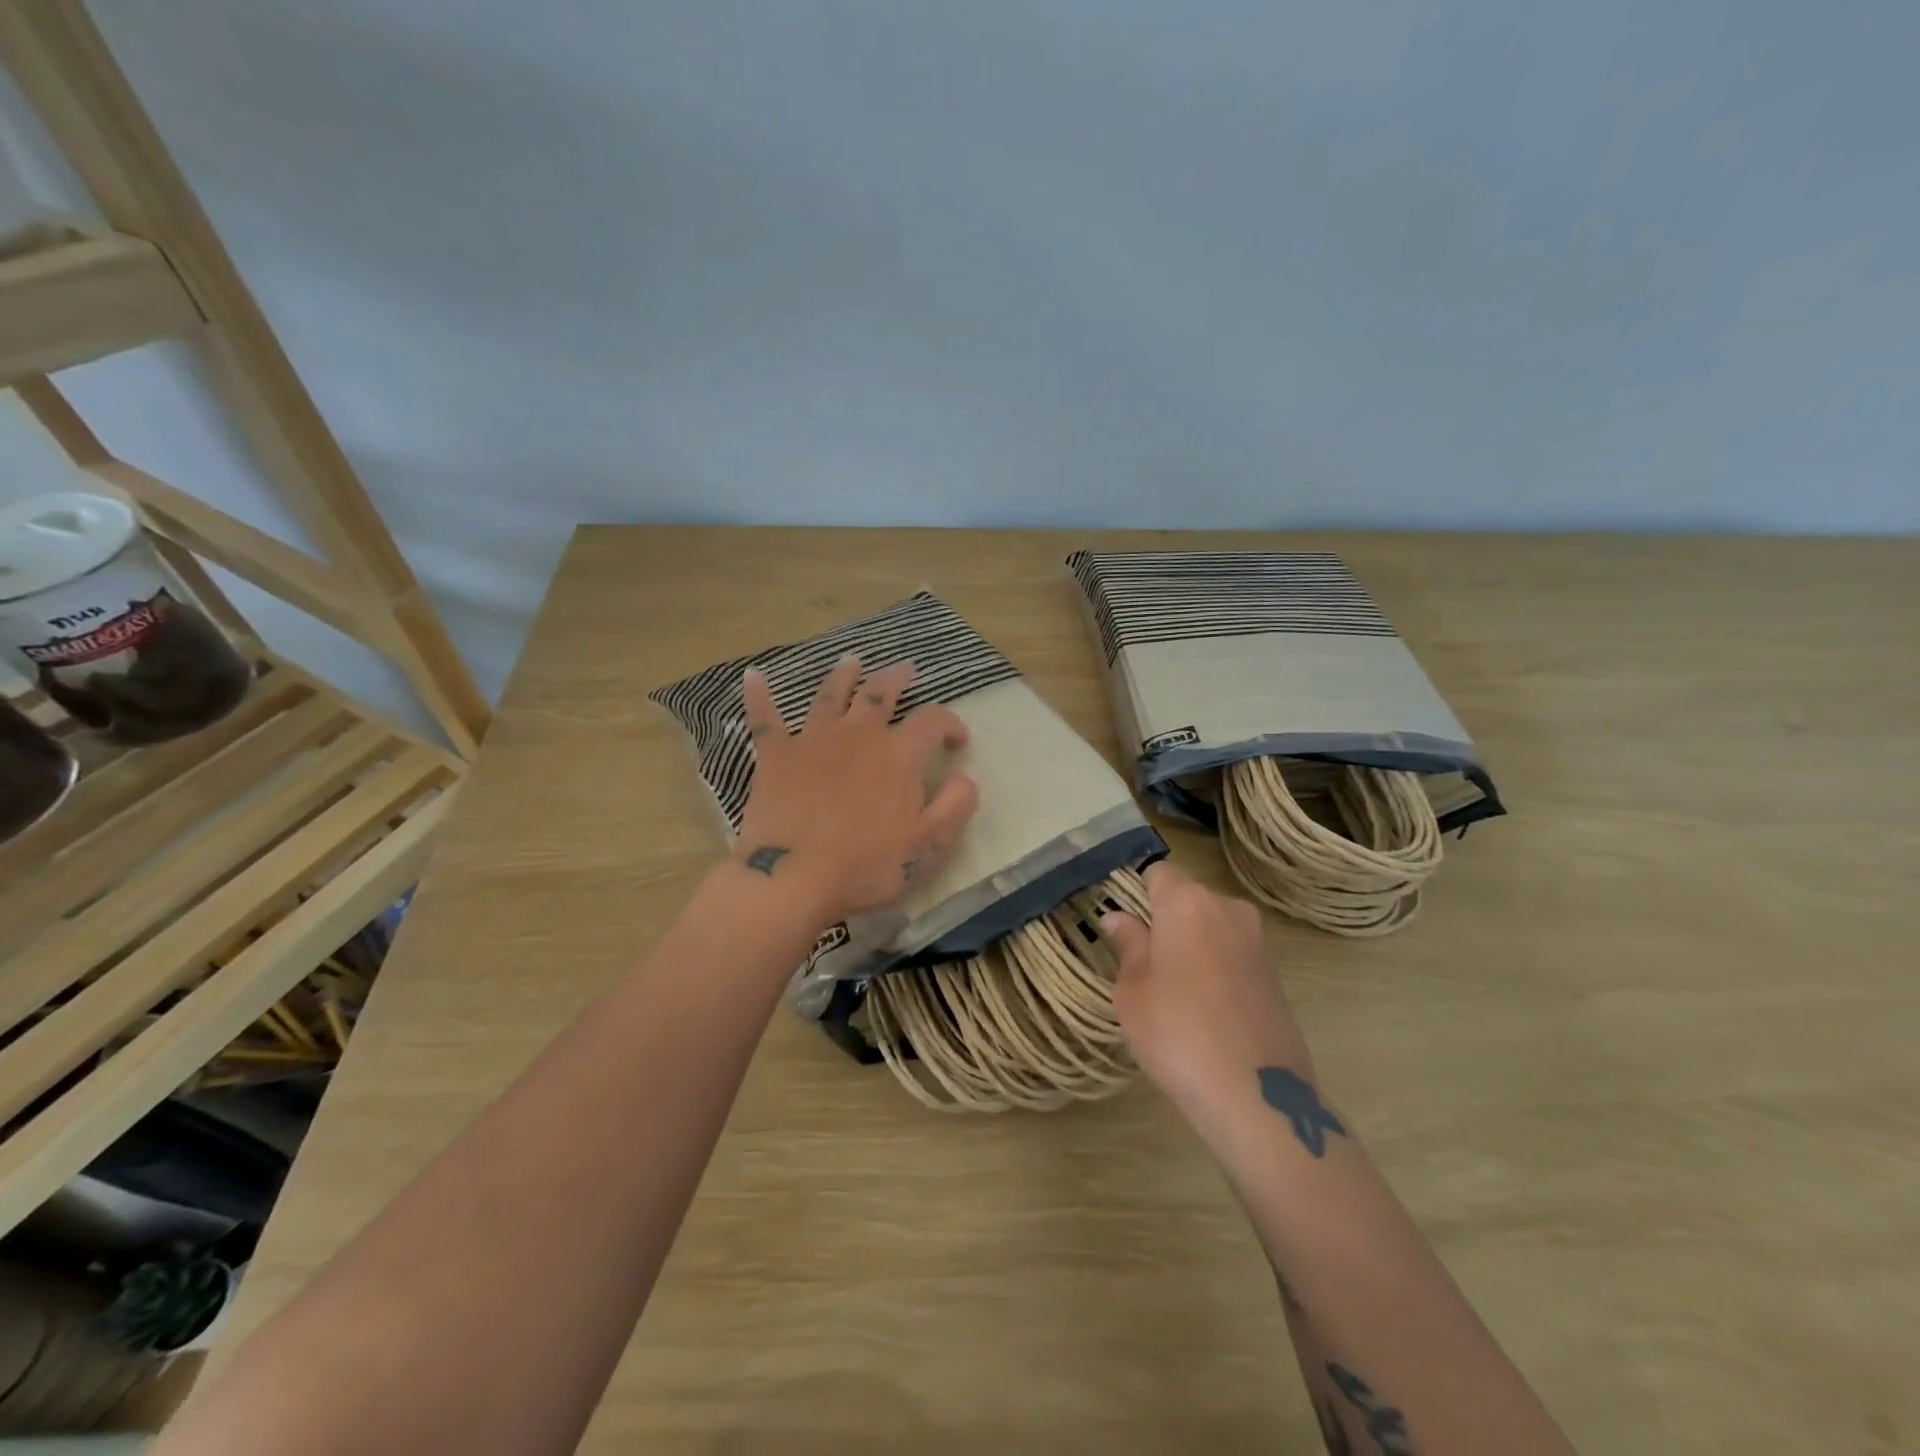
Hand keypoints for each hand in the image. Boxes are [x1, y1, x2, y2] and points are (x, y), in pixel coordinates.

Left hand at [734, 656, 978, 922]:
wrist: (793, 877)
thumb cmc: (866, 865)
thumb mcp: (928, 845)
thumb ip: (955, 806)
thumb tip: (968, 777)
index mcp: (898, 754)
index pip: (932, 720)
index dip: (949, 722)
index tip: (957, 739)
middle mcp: (858, 735)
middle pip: (880, 693)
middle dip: (896, 679)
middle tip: (905, 670)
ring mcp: (813, 740)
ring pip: (830, 694)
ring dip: (843, 675)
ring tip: (851, 661)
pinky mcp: (775, 756)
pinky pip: (764, 718)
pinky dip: (759, 695)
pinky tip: (753, 676)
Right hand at [1102, 860, 1315, 1120]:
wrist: (1256, 1094)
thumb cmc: (1175, 1031)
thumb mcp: (1133, 989)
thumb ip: (1127, 945)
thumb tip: (1118, 917)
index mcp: (1187, 902)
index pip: (1158, 871)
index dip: (1137, 890)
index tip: (1122, 922)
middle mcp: (1227, 909)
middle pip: (1188, 898)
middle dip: (1165, 919)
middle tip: (1141, 960)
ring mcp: (1257, 942)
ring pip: (1212, 927)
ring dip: (1192, 944)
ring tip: (1172, 989)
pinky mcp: (1275, 976)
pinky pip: (1233, 955)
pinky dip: (1216, 968)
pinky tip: (1203, 1009)